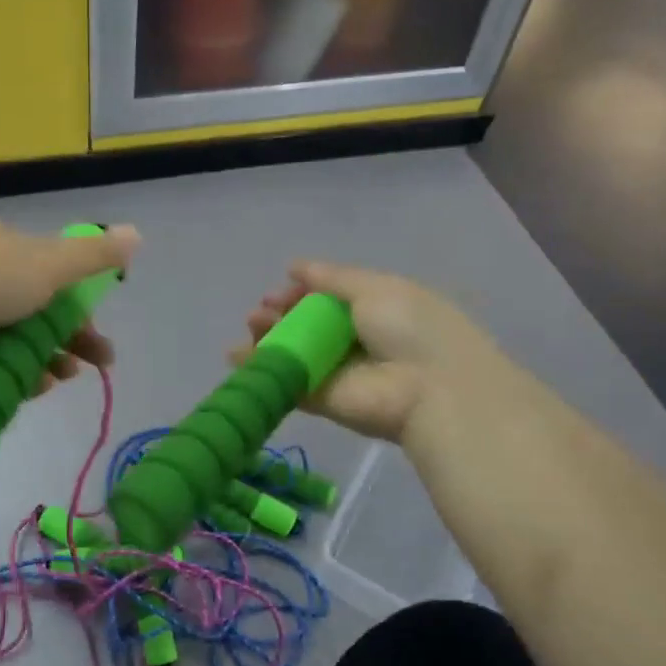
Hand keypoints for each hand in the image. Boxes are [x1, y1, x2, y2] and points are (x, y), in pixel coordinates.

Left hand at [0, 221, 140, 381]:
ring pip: (10, 340)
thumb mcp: (50, 263)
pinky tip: (28, 390)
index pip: (51, 275)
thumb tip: (138, 233)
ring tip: (58, 381)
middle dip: (67, 338)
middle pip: (34, 310)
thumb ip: (94, 255)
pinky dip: (9, 375)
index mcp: (2, 246)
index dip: (79, 304)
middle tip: (93, 366)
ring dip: (42, 360)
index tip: (97, 332)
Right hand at [245, 260, 484, 443]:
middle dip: (280, 313)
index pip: (328, 297)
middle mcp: (354, 339)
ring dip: (268, 336)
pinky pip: (287, 381)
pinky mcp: (322, 400)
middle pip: (307, 324)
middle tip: (260, 311)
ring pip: (294, 351)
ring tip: (251, 325)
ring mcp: (337, 371)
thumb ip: (331, 277)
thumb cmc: (410, 327)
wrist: (430, 389)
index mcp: (374, 308)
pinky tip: (235, 356)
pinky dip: (260, 369)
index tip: (280, 289)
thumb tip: (294, 266)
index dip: (301, 291)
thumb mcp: (374, 287)